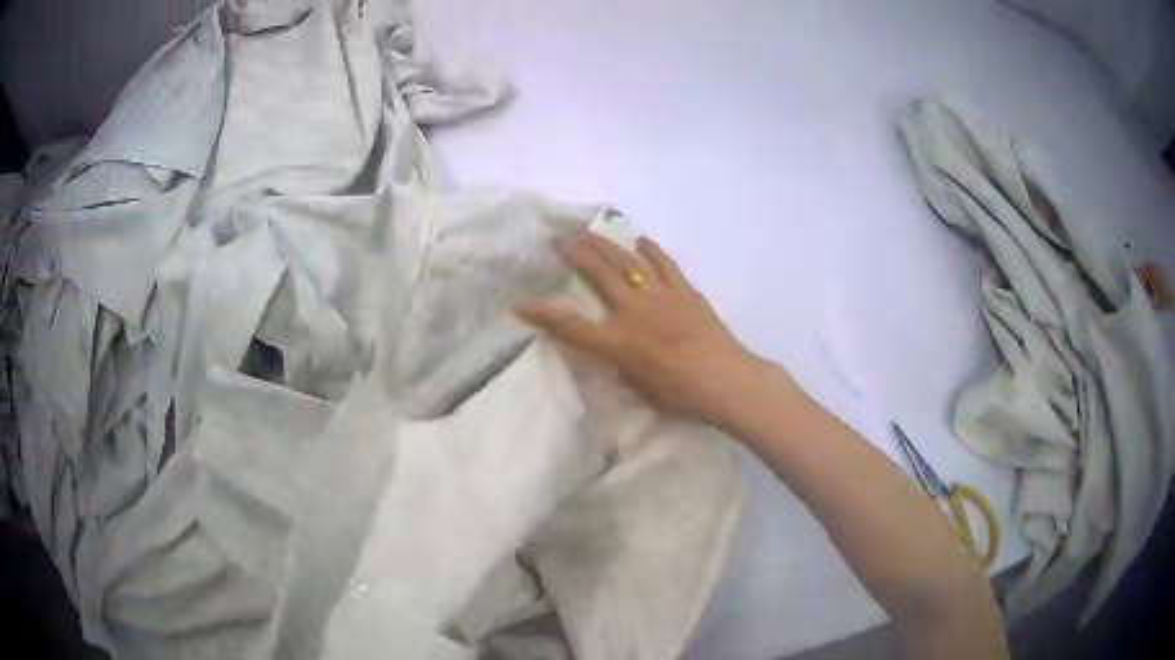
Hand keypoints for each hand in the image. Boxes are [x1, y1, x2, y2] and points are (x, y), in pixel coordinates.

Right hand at [516, 228, 773, 426]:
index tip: (519, 303)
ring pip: (626, 261)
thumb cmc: (682, 395)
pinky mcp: (684, 290)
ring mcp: (660, 295)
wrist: (726, 380)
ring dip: (604, 244)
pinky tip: (640, 239)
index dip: (542, 313)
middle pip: (597, 274)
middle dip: (573, 254)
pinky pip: (664, 264)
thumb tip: (616, 356)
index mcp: (618, 342)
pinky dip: (650, 250)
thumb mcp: (641, 390)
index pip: (570, 325)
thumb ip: (623, 369)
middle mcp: (633, 311)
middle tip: (557, 238)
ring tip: (588, 230)